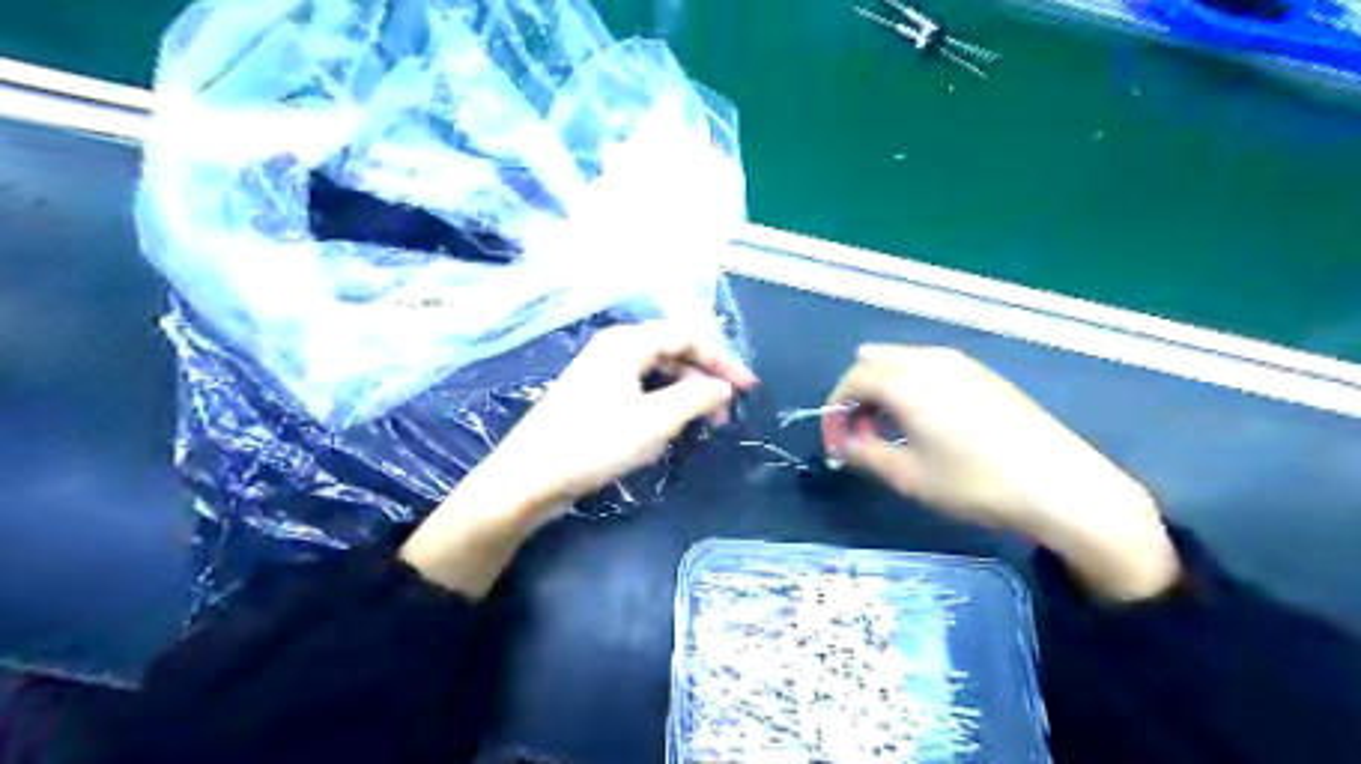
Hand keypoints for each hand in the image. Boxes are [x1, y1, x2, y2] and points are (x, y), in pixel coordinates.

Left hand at [401, 322, 759, 596]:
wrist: (529, 477)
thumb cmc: (595, 442)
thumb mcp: (656, 419)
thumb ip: (697, 396)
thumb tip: (723, 386)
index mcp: (628, 342)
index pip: (688, 336)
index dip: (723, 359)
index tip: (748, 387)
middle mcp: (615, 349)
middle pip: (673, 352)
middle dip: (704, 378)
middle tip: (726, 411)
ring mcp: (601, 373)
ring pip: (657, 374)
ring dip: (684, 395)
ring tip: (701, 425)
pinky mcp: (594, 397)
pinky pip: (640, 391)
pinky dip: (662, 406)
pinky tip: (668, 430)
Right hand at [819, 345, 1181, 601]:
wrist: (1060, 484)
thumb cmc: (973, 482)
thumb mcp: (907, 475)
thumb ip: (863, 453)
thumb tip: (843, 444)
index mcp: (904, 379)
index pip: (851, 381)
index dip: (835, 413)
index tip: (836, 446)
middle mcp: (928, 359)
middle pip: (873, 363)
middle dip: (857, 396)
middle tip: (860, 434)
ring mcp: (960, 362)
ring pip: (902, 361)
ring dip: (883, 390)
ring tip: (889, 430)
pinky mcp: (983, 373)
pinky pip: (929, 367)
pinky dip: (910, 386)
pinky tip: (924, 421)